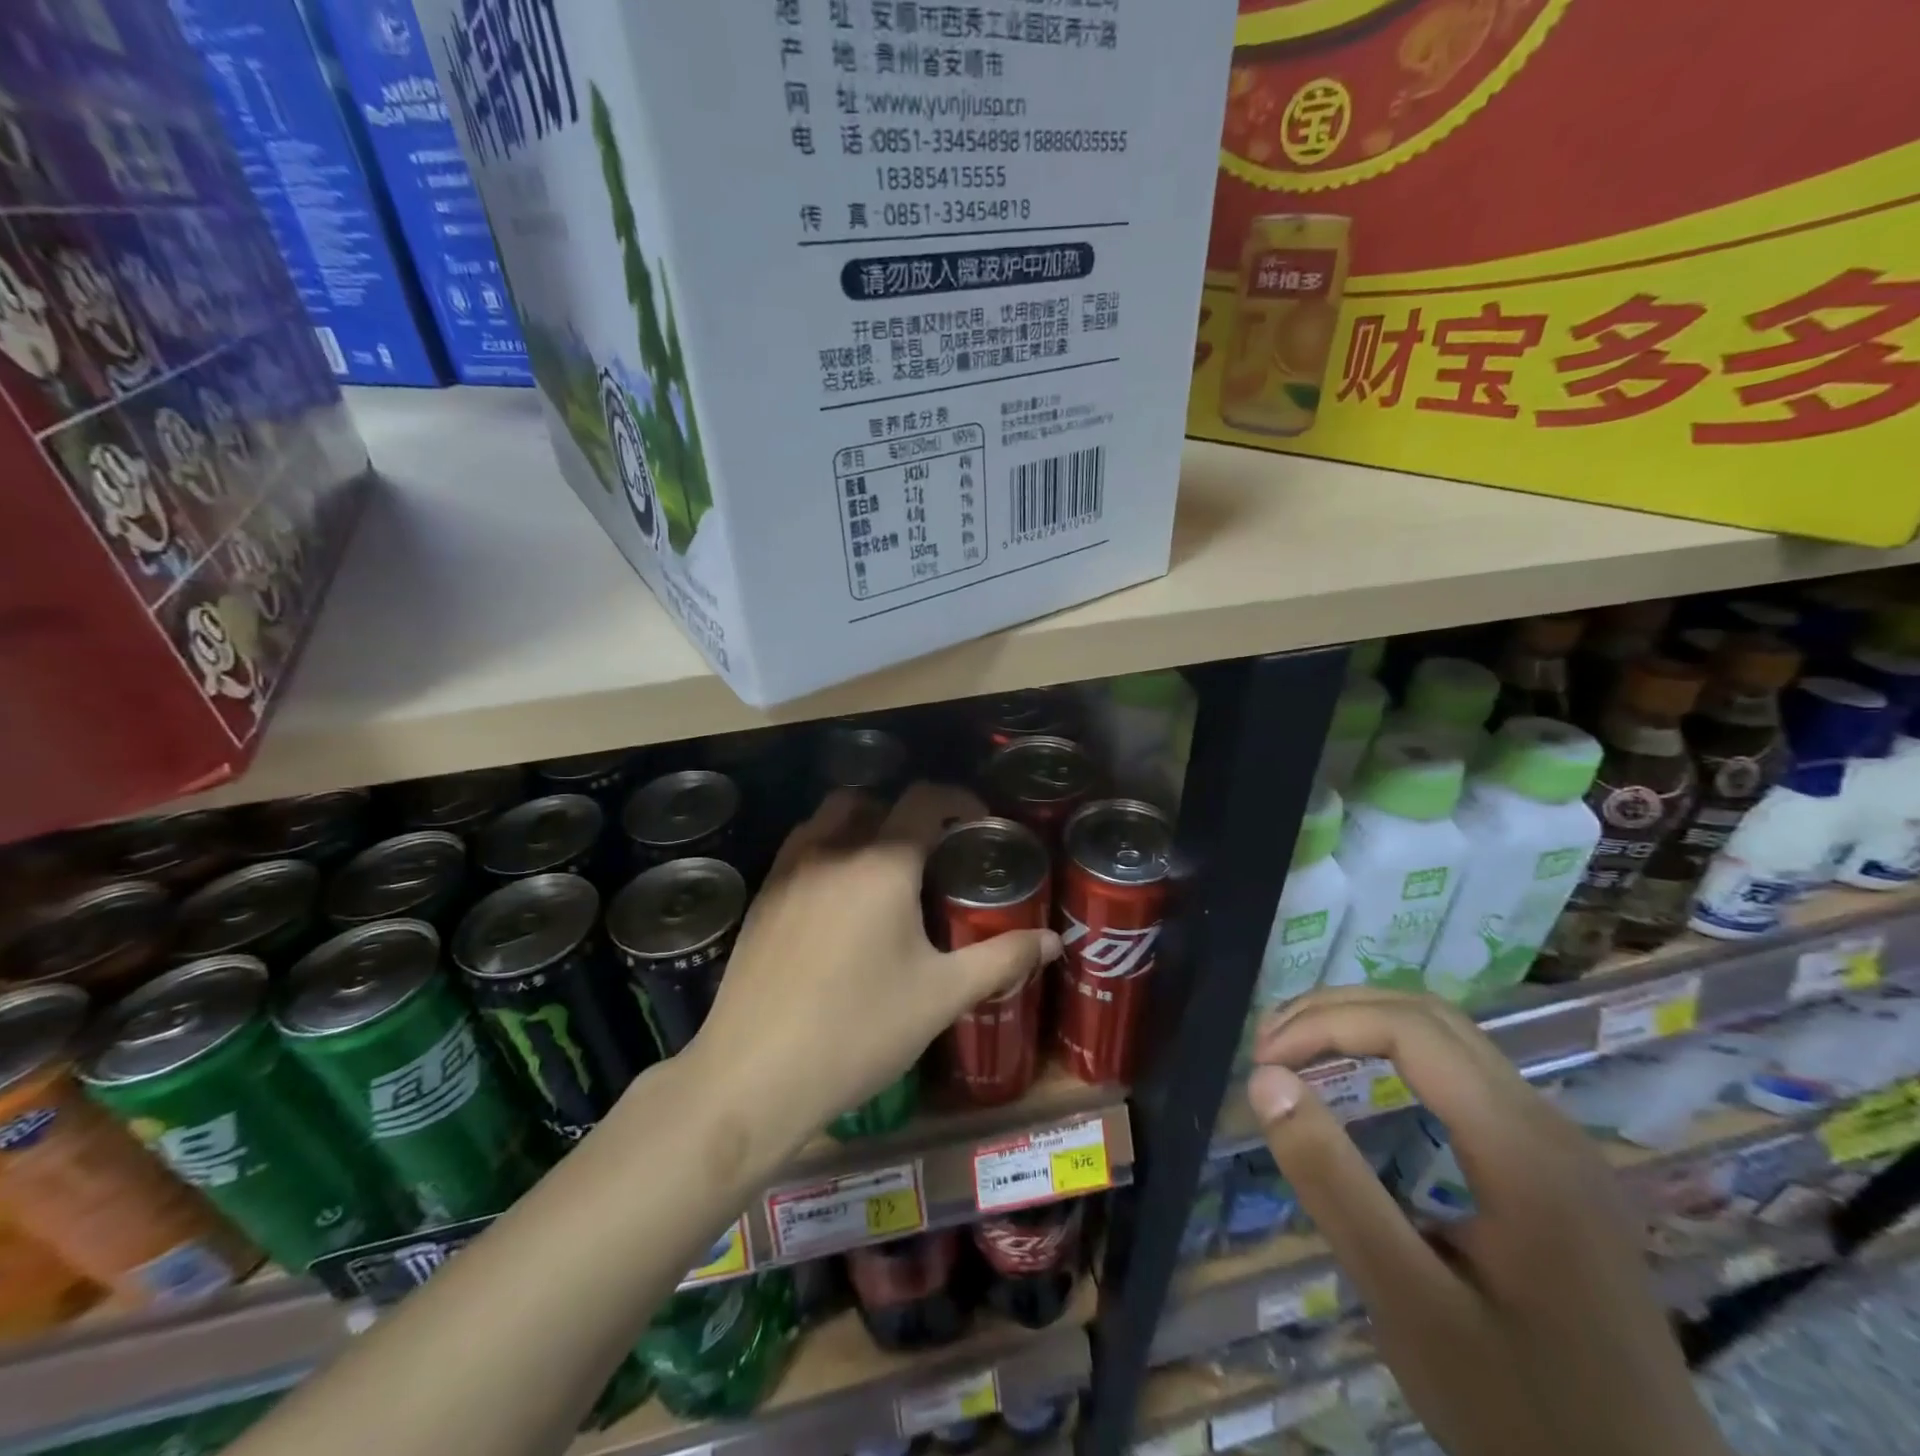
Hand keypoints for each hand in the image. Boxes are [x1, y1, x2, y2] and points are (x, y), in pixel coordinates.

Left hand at [689, 783, 1061, 1149]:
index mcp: (881, 863)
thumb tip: (1053, 941)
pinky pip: (799, 850)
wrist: (754, 1075)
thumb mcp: (941, 996)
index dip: (957, 798)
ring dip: (860, 825)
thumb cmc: (859, 1030)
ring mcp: (788, 871)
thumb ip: (1002, 959)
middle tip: (930, 850)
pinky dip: (826, 851)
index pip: (923, 800)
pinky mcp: (761, 898)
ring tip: (883, 871)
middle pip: (870, 800)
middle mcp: (831, 850)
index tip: (977, 819)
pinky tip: (837, 903)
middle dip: (904, 812)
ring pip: (827, 820)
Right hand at [1245, 990, 1730, 1455]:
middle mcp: (1548, 1124)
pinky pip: (1465, 1071)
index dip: (1323, 1024)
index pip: (1410, 1029)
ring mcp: (1558, 1143)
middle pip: (1430, 1015)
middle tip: (1268, 1040)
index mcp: (1523, 1149)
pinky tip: (1362, 1079)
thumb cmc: (1522, 1410)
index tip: (1260, 1060)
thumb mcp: (1409, 1305)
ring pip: (1450, 1036)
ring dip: (1365, 1024)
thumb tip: (1264, 1079)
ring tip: (1298, 1047)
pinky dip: (1395, 1052)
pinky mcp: (1554, 1166)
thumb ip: (1334, 1184)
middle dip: (1337, 1010)